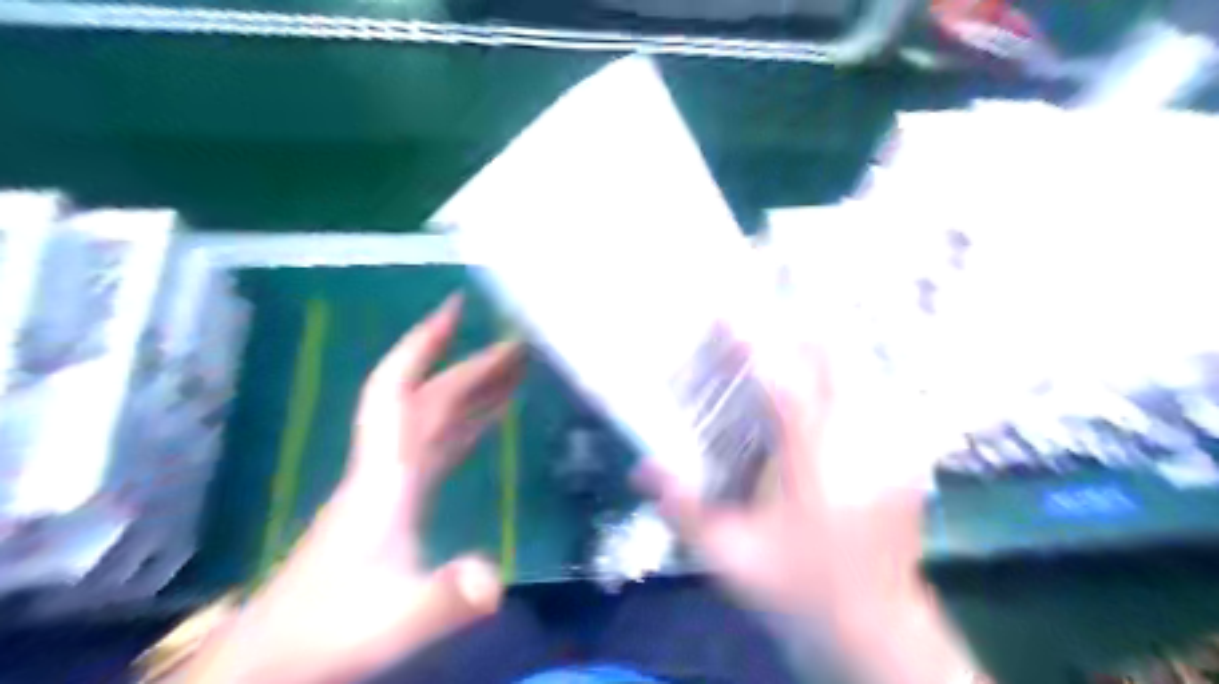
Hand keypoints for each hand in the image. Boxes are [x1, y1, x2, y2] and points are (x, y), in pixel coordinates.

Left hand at [189, 294, 528, 683]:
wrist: (278, 660)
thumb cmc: (330, 631)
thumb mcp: (396, 616)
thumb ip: (444, 595)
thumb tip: (495, 580)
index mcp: (385, 473)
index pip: (398, 389)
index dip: (423, 344)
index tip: (454, 306)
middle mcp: (388, 465)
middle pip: (429, 398)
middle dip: (471, 366)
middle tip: (518, 344)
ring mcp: (391, 483)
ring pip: (435, 419)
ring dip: (473, 391)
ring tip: (515, 371)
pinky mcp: (397, 502)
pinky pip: (438, 446)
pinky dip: (466, 424)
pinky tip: (487, 422)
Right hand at [639, 346, 972, 682]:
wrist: (873, 626)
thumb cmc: (797, 588)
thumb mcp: (730, 557)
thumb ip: (683, 509)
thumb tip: (641, 468)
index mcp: (815, 465)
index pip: (785, 385)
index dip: (753, 342)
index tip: (725, 312)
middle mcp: (862, 443)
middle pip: (836, 357)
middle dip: (794, 330)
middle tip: (756, 326)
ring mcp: (892, 445)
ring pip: (859, 367)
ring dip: (817, 347)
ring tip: (782, 346)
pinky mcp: (904, 452)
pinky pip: (873, 389)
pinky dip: (840, 372)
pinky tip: (816, 385)